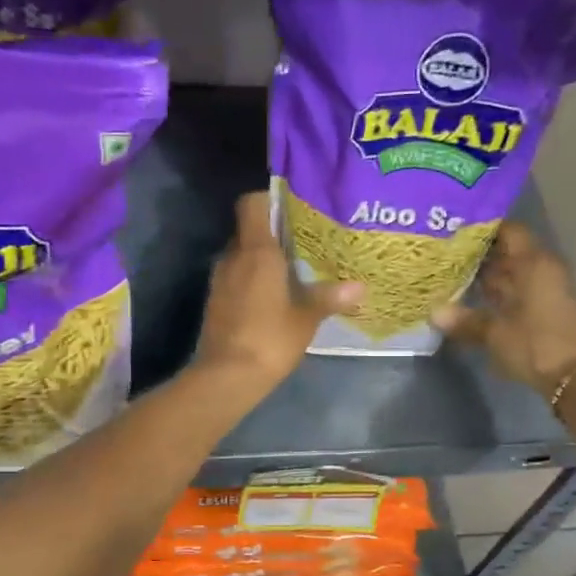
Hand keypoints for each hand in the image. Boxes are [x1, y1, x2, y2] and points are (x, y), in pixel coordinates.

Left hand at [192, 192, 362, 395]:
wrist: (226, 376)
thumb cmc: (270, 338)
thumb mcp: (306, 318)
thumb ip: (330, 298)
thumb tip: (360, 287)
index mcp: (256, 251)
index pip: (251, 204)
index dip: (268, 199)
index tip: (291, 208)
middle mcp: (233, 257)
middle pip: (248, 230)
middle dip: (271, 233)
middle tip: (301, 242)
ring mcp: (219, 279)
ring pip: (240, 255)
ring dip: (260, 259)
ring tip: (290, 270)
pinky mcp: (215, 301)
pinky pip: (234, 278)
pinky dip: (250, 280)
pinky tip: (272, 297)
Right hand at [433, 223, 575, 397]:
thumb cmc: (536, 345)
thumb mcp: (495, 334)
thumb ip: (466, 321)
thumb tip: (434, 313)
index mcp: (534, 264)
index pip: (509, 232)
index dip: (485, 229)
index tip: (458, 231)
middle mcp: (546, 271)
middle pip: (513, 254)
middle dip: (484, 256)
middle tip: (449, 257)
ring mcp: (553, 292)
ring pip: (518, 277)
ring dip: (493, 279)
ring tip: (458, 280)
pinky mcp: (554, 313)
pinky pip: (525, 294)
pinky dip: (505, 297)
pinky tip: (482, 305)